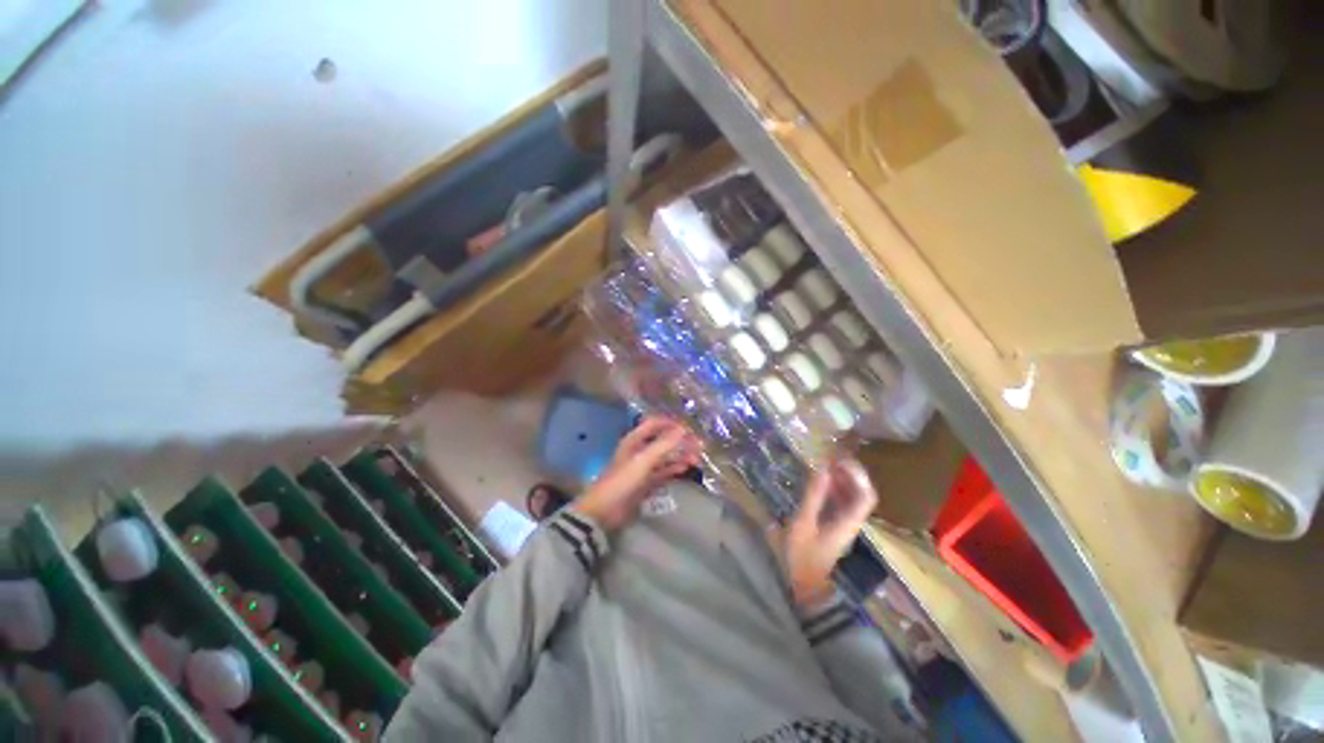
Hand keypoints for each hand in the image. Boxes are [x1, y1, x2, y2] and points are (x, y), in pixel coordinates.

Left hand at [575, 417, 702, 530]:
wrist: (605, 510)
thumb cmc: (622, 480)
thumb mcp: (643, 460)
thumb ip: (663, 444)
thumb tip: (683, 429)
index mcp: (634, 440)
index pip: (655, 424)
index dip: (671, 423)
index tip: (689, 427)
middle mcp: (639, 450)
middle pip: (663, 441)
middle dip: (680, 441)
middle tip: (699, 445)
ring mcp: (643, 466)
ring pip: (665, 457)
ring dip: (680, 455)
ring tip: (697, 458)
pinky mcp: (646, 482)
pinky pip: (663, 471)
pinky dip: (674, 468)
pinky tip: (686, 468)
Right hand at [784, 459, 877, 606]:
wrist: (807, 586)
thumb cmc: (805, 555)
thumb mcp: (804, 523)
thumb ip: (813, 496)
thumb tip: (822, 469)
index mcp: (849, 521)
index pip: (866, 495)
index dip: (857, 474)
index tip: (841, 458)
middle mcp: (852, 521)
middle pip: (861, 494)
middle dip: (849, 473)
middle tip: (831, 457)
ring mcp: (845, 525)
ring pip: (852, 498)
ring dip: (842, 480)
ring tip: (825, 465)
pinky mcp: (836, 527)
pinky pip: (841, 503)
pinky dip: (834, 490)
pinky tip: (820, 484)